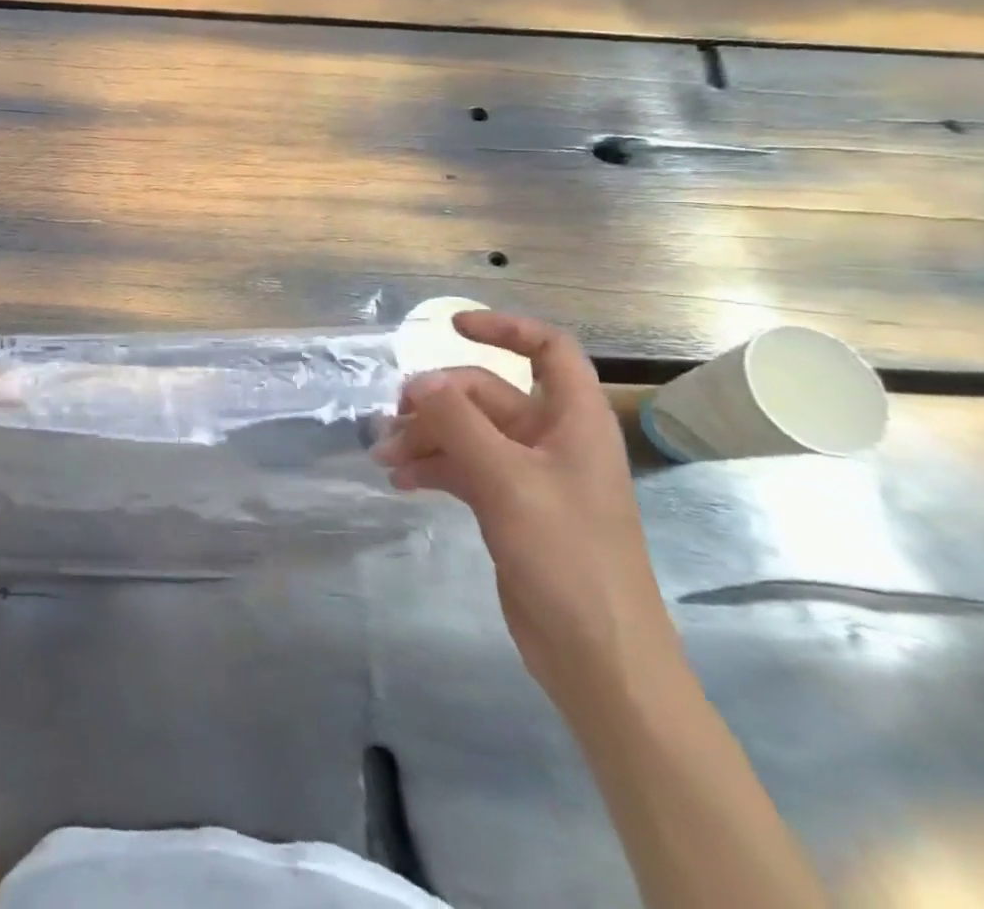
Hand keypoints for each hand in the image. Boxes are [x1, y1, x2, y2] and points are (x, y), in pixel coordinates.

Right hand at [372, 312, 682, 715]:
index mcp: (574, 421)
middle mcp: (552, 439)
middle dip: (437, 402)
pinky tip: (400, 481)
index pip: (548, 350)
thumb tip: (418, 380)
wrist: (598, 657)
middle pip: (487, 395)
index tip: (451, 327)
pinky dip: (432, 467)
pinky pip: (463, 467)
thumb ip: (459, 422)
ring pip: (468, 432)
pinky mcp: (510, 506)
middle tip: (392, 421)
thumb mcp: (507, 480)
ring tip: (384, 457)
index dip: (504, 328)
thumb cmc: (567, 556)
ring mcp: (530, 475)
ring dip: (426, 437)